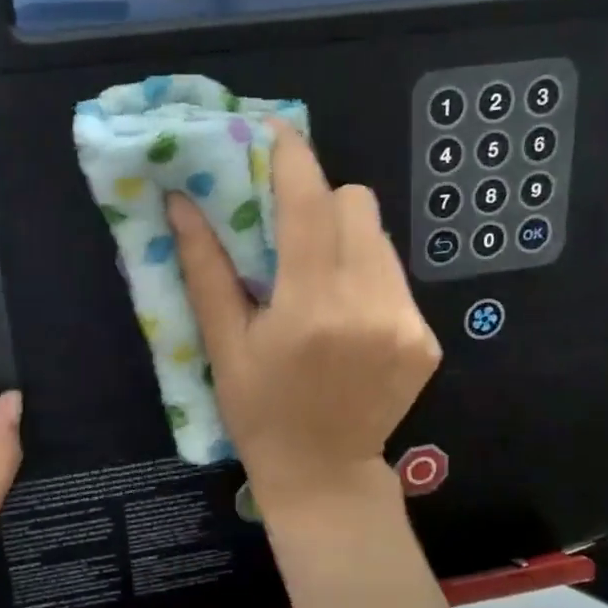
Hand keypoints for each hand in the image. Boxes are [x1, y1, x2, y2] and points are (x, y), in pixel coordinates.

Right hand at [169, 122, 441, 522]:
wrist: (324, 474)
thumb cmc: (259, 412)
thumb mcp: (223, 344)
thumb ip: (205, 267)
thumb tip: (181, 201)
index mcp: (311, 307)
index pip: (310, 204)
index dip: (292, 157)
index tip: (273, 132)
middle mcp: (369, 306)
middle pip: (355, 204)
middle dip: (319, 200)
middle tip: (288, 227)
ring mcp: (407, 322)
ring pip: (378, 237)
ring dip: (343, 237)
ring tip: (316, 276)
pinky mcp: (427, 337)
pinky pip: (394, 275)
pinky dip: (366, 274)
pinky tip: (345, 314)